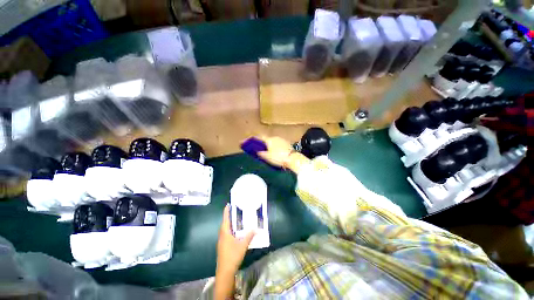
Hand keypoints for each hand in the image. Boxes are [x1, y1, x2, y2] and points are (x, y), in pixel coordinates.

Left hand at [216, 204, 254, 275]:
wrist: (225, 271)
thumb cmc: (233, 256)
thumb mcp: (243, 245)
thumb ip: (249, 236)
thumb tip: (255, 228)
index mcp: (225, 233)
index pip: (225, 219)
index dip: (226, 212)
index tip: (228, 205)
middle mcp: (222, 236)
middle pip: (224, 224)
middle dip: (228, 217)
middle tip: (234, 211)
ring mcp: (221, 242)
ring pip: (225, 230)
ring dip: (229, 224)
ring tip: (236, 220)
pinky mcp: (222, 246)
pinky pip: (226, 235)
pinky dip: (230, 231)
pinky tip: (236, 233)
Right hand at [256, 136, 293, 167]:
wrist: (292, 159)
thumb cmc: (278, 158)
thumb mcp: (267, 157)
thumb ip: (261, 153)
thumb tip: (258, 151)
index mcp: (269, 140)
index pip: (261, 137)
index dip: (257, 140)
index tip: (255, 143)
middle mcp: (275, 137)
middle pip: (268, 139)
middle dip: (265, 143)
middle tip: (263, 149)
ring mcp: (282, 140)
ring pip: (275, 141)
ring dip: (272, 145)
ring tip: (271, 152)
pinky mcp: (288, 143)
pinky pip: (280, 144)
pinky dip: (278, 146)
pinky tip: (278, 152)